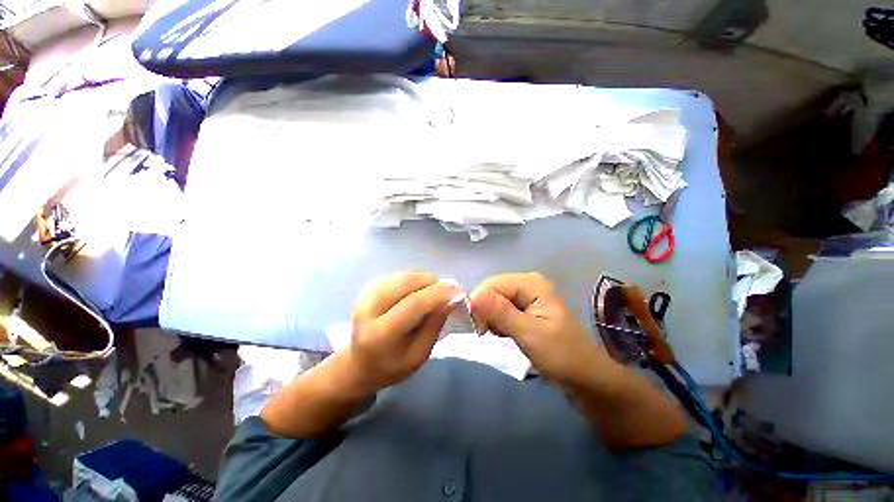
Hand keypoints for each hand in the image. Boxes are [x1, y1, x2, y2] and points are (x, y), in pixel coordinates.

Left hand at [346, 272, 460, 395]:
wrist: (359, 363)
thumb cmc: (393, 366)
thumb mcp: (419, 355)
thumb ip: (435, 325)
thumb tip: (453, 298)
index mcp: (379, 334)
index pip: (414, 304)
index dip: (439, 294)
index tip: (460, 291)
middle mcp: (368, 309)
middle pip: (407, 283)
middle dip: (434, 283)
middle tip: (450, 291)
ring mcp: (366, 295)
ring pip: (404, 276)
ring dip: (426, 280)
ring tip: (436, 293)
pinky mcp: (368, 288)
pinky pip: (399, 275)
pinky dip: (416, 279)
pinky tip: (421, 290)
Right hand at [470, 273, 617, 389]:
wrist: (586, 378)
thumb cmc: (562, 356)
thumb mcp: (530, 334)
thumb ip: (501, 313)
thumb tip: (472, 296)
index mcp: (531, 283)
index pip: (491, 284)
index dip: (480, 303)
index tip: (480, 329)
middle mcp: (526, 283)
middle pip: (491, 291)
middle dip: (484, 312)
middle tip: (488, 334)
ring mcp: (525, 296)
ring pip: (492, 301)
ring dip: (489, 319)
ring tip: (499, 336)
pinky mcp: (523, 309)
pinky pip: (499, 310)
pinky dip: (496, 323)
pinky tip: (503, 334)